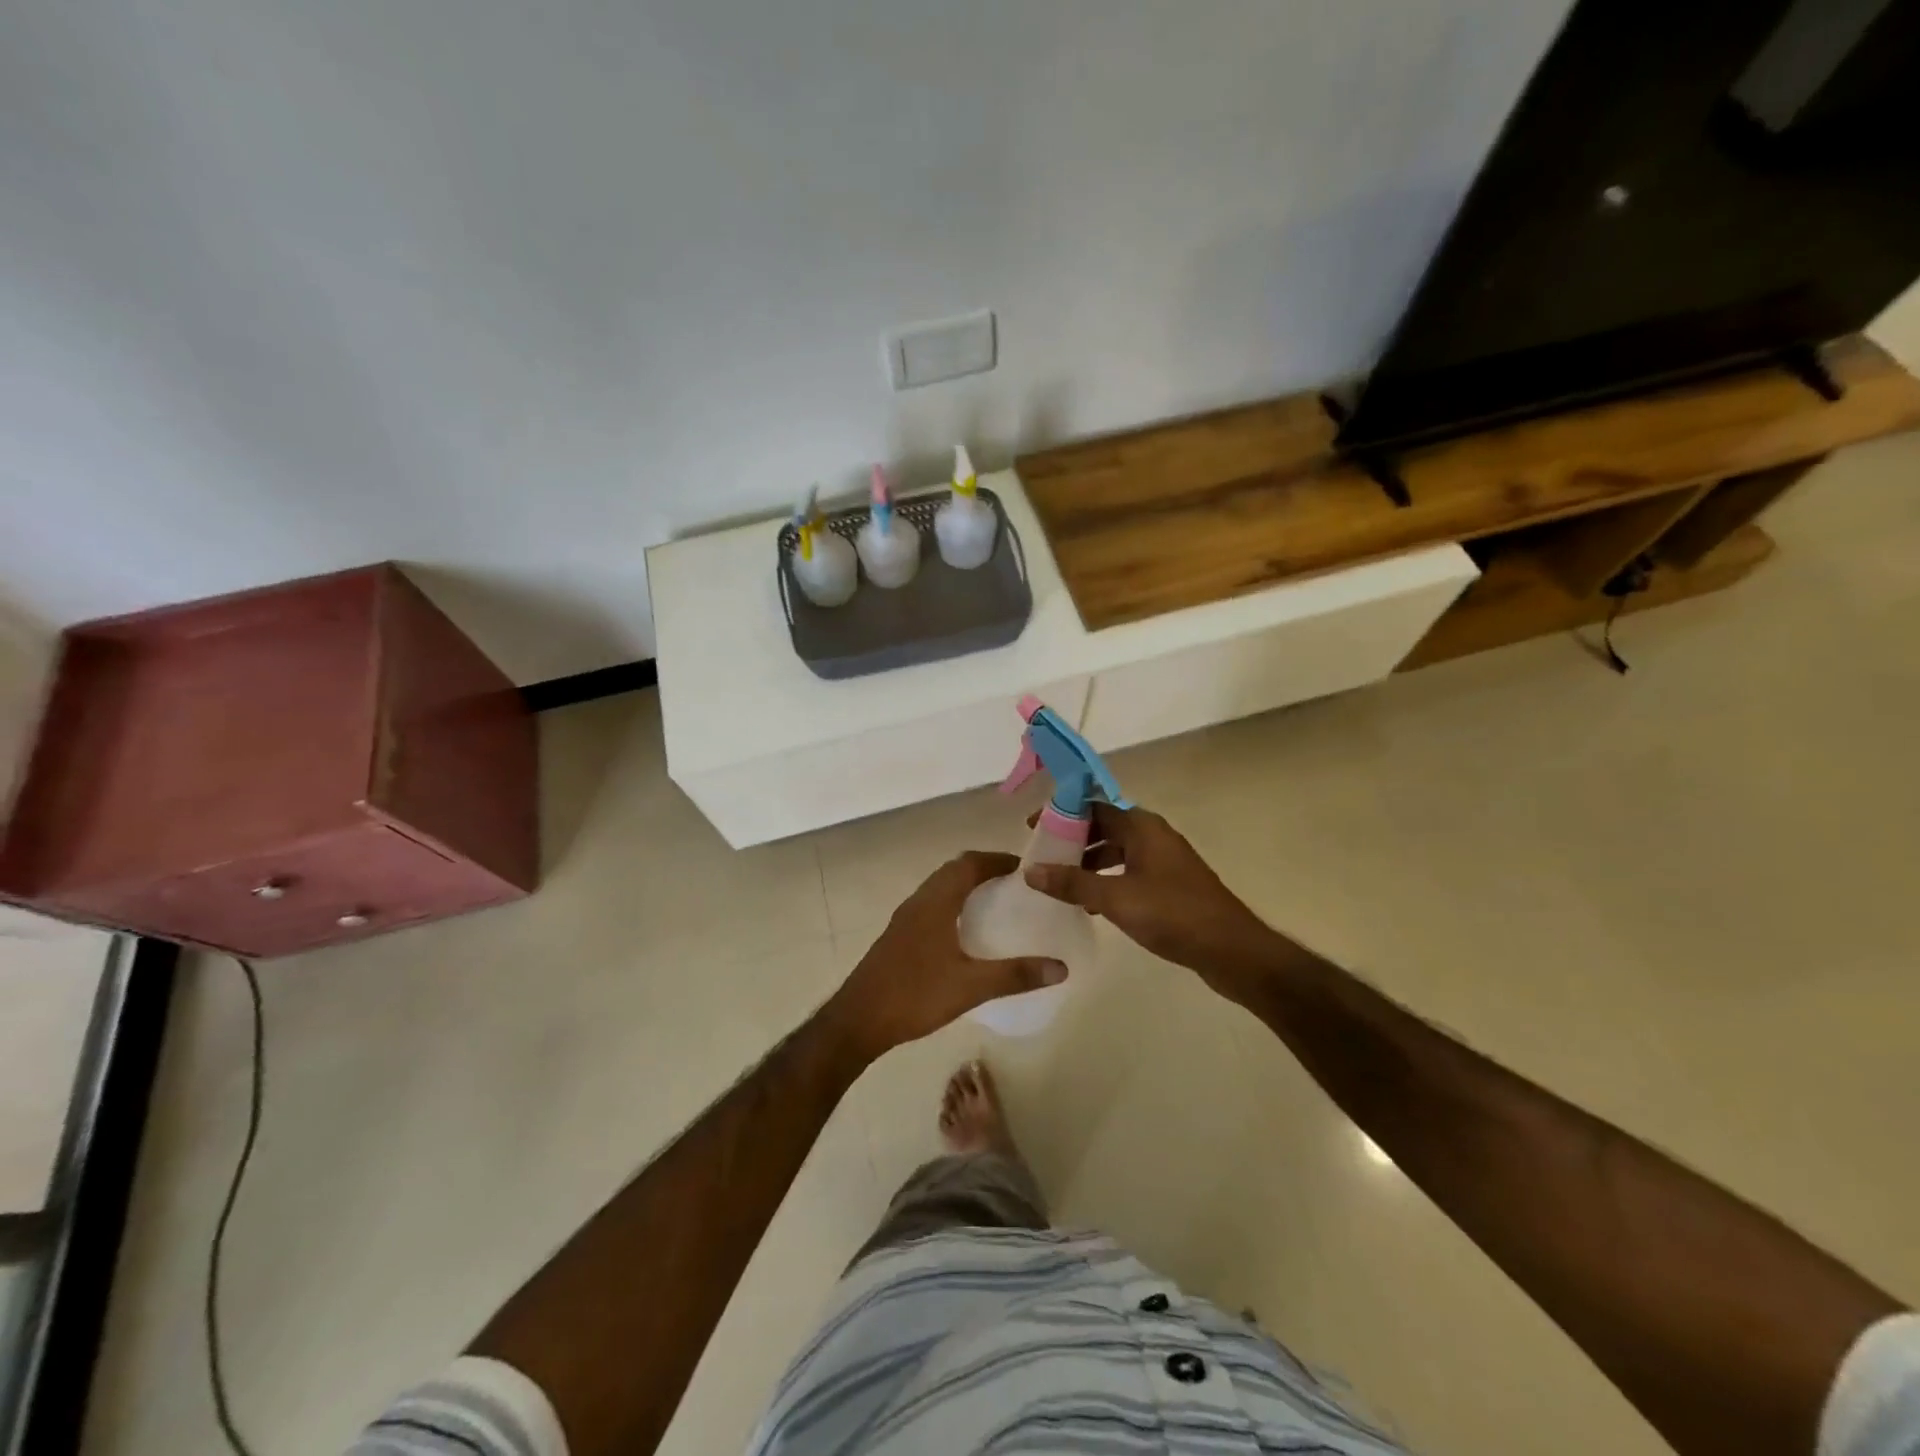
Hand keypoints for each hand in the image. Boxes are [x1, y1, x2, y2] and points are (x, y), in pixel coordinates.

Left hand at [823, 852, 1067, 1061]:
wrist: (858, 1020)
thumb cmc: (915, 995)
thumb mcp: (971, 987)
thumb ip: (1015, 976)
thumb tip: (1061, 968)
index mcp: (935, 902)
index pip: (969, 864)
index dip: (997, 860)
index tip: (1025, 869)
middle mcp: (918, 901)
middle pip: (953, 870)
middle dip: (984, 870)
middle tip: (1015, 885)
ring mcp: (905, 918)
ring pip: (940, 887)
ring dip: (966, 886)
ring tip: (996, 904)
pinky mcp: (899, 935)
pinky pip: (931, 905)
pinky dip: (953, 904)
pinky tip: (966, 933)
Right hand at [1023, 804, 1281, 985]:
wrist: (1230, 949)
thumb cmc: (1173, 914)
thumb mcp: (1116, 898)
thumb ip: (1073, 883)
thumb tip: (1031, 871)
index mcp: (1142, 827)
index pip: (1093, 806)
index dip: (1061, 814)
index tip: (1033, 828)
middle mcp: (1153, 835)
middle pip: (1104, 827)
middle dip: (1072, 840)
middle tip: (1041, 856)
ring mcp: (1163, 861)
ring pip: (1116, 851)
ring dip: (1088, 862)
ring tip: (1059, 881)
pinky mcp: (1169, 885)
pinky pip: (1128, 871)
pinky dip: (1106, 880)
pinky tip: (1089, 904)